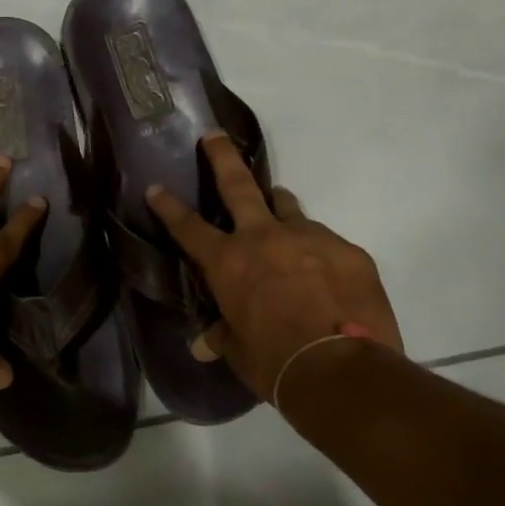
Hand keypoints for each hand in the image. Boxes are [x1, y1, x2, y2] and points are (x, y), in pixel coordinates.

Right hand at [145, 132, 402, 400]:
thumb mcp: (239, 350)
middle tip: (214, 136)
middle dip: (221, 157)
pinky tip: (323, 275)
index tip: (156, 187)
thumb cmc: (274, 361)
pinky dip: (316, 252)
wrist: (342, 369)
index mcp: (228, 262)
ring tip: (277, 211)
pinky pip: (326, 242)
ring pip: (288, 208)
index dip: (169, 207)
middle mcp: (264, 238)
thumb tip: (202, 346)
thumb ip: (222, 336)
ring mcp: (310, 238)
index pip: (189, 227)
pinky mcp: (348, 251)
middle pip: (238, 185)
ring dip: (277, 207)